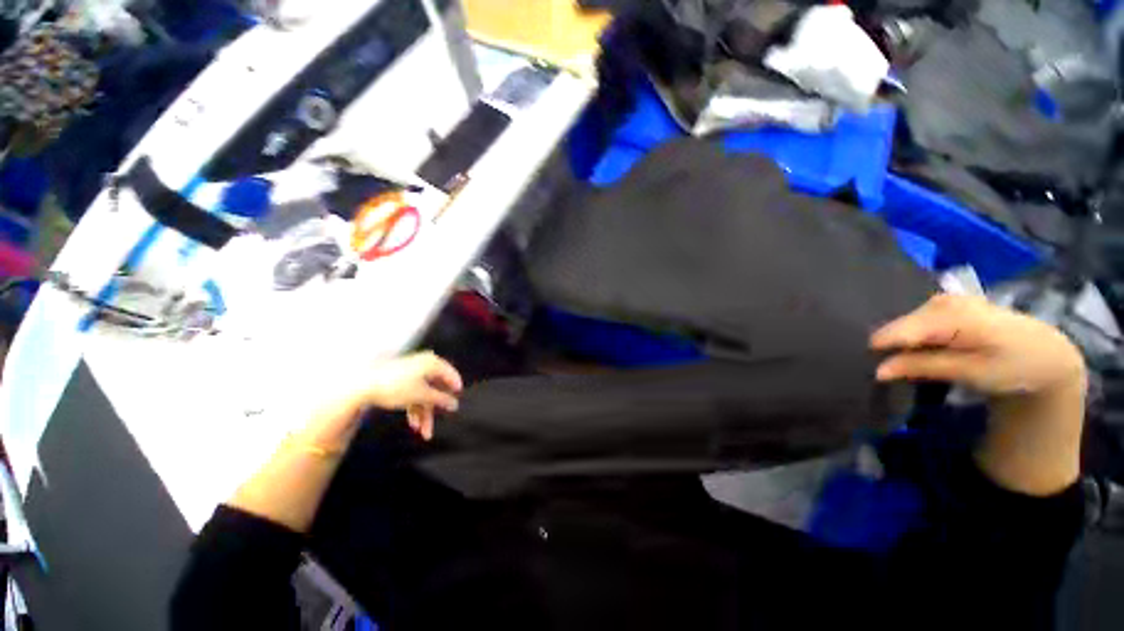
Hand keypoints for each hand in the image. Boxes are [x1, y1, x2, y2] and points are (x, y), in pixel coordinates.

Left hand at [359, 351, 462, 440]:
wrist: (363, 386)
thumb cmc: (397, 387)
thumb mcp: (422, 395)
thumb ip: (440, 399)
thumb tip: (454, 404)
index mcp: (432, 363)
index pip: (450, 375)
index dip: (455, 390)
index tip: (456, 405)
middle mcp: (424, 365)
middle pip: (435, 389)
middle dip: (434, 410)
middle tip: (433, 427)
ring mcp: (412, 373)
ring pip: (424, 394)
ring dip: (423, 413)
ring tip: (422, 432)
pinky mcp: (401, 380)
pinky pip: (414, 393)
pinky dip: (414, 407)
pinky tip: (413, 423)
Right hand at [871, 294, 1086, 494]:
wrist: (1045, 355)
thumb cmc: (1013, 367)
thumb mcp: (971, 373)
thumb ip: (924, 367)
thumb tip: (877, 370)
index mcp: (953, 315)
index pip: (901, 330)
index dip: (883, 350)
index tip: (874, 371)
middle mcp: (943, 300)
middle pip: (900, 325)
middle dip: (891, 346)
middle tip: (893, 370)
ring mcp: (943, 300)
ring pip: (905, 323)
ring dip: (901, 343)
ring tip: (905, 362)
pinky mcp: (945, 304)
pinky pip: (915, 321)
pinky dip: (911, 337)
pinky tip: (920, 350)